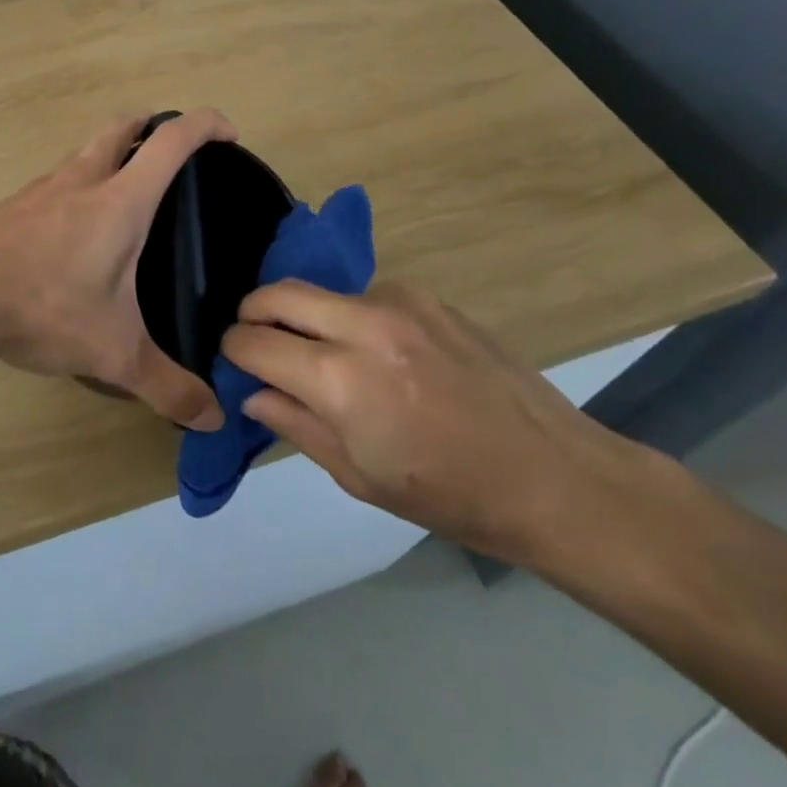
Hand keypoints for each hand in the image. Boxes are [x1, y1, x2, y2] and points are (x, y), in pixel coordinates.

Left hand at [0, 111, 235, 430]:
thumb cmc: (44, 308)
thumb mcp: (113, 353)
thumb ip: (167, 386)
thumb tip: (212, 419)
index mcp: (119, 200)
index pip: (171, 141)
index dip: (205, 125)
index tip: (228, 134)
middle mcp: (81, 181)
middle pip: (122, 127)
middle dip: (152, 127)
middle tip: (173, 155)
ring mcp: (40, 190)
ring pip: (85, 153)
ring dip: (111, 157)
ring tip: (125, 199)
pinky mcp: (11, 208)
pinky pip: (55, 183)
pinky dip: (77, 188)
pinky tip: (73, 234)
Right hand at [222, 281, 643, 565]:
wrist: (554, 477)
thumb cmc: (450, 495)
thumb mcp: (359, 477)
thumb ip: (296, 425)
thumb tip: (253, 393)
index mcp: (341, 380)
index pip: (256, 343)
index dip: (233, 350)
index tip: (233, 360)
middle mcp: (364, 325)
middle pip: (279, 292)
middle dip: (253, 311)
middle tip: (256, 338)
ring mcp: (401, 303)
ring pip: (324, 291)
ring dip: (309, 315)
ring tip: (327, 354)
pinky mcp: (430, 298)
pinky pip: (369, 297)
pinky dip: (354, 318)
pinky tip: (382, 354)